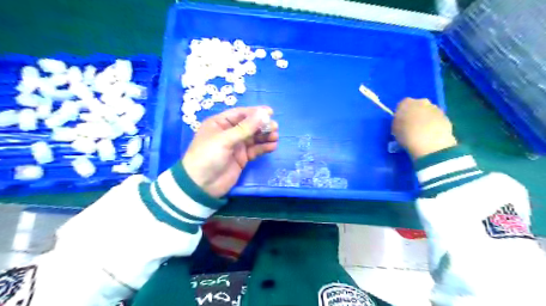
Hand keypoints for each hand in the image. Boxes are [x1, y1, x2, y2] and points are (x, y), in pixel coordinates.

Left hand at [182, 106, 277, 197]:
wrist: (201, 186)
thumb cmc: (208, 156)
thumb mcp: (225, 139)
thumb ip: (245, 128)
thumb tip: (264, 114)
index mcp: (220, 123)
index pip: (240, 114)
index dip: (255, 112)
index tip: (270, 112)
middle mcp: (229, 133)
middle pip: (249, 125)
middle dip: (262, 125)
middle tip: (275, 127)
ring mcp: (236, 146)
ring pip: (254, 138)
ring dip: (265, 136)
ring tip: (275, 137)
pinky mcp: (242, 158)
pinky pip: (255, 150)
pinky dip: (264, 148)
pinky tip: (273, 146)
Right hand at [392, 98, 456, 159]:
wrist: (430, 142)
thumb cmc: (406, 135)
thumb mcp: (395, 129)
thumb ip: (398, 122)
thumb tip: (402, 122)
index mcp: (406, 103)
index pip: (402, 105)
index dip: (401, 114)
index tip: (401, 123)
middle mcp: (421, 101)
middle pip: (417, 106)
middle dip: (415, 114)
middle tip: (412, 126)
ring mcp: (435, 108)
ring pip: (428, 112)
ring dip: (425, 119)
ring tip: (423, 132)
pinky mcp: (446, 116)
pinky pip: (437, 119)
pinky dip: (434, 124)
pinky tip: (431, 135)